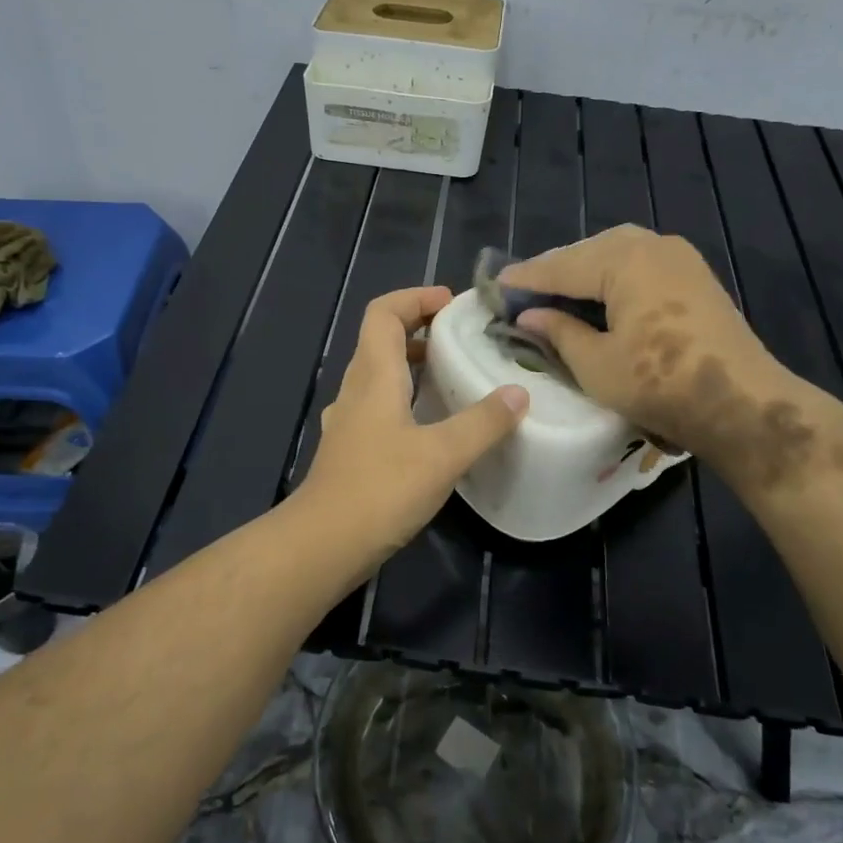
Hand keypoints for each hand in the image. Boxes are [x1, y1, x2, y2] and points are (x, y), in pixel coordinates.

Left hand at [296, 287, 527, 571]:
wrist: (323, 545)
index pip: (383, 313)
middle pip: (381, 339)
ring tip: (455, 373)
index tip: (452, 304)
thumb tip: (518, 393)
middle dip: (420, 327)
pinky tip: (434, 424)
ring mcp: (351, 421)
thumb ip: (482, 422)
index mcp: (374, 376)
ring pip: (381, 374)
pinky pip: (381, 405)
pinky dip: (408, 398)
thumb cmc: (380, 489)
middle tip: (463, 336)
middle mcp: (357, 390)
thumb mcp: (441, 454)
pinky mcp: (353, 449)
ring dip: (414, 364)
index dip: (415, 297)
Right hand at [502, 226, 787, 459]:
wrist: (742, 404)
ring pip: (616, 254)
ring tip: (557, 295)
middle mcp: (652, 245)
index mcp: (624, 260)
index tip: (495, 285)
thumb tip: (532, 315)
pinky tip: (600, 298)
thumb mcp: (596, 364)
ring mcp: (679, 257)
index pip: (561, 265)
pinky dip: (613, 277)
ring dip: (585, 272)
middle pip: (589, 251)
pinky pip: (640, 264)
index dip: (526, 278)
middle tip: (524, 293)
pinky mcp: (695, 276)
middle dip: (556, 270)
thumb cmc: (661, 384)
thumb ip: (560, 332)